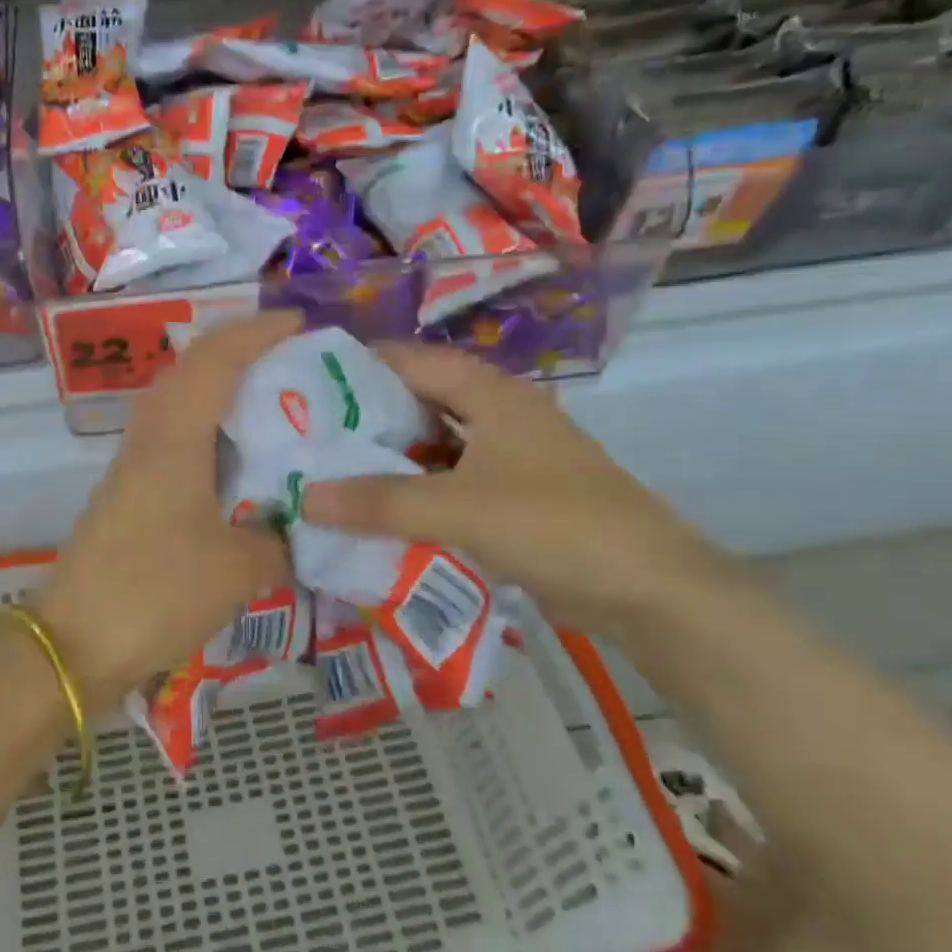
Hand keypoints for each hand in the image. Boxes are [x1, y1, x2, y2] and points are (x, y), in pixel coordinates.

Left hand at [36, 311, 299, 707]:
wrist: (73, 646)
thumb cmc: (156, 594)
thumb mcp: (238, 570)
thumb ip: (276, 540)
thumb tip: (290, 528)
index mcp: (173, 439)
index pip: (214, 361)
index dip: (256, 333)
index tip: (298, 324)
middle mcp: (147, 440)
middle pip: (189, 371)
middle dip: (237, 352)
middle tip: (289, 360)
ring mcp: (131, 468)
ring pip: (177, 405)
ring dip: (219, 391)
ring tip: (269, 404)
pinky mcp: (127, 496)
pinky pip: (172, 441)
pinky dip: (206, 432)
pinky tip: (235, 462)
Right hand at [300, 343, 741, 637]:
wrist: (649, 591)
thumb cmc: (556, 524)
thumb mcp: (459, 508)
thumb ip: (380, 502)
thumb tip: (303, 497)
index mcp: (492, 395)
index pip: (412, 360)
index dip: (360, 364)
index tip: (304, 380)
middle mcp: (498, 417)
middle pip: (419, 403)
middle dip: (365, 416)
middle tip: (305, 431)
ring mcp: (507, 460)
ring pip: (433, 447)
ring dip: (389, 459)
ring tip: (328, 469)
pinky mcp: (511, 499)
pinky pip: (448, 485)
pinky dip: (413, 493)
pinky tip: (375, 511)